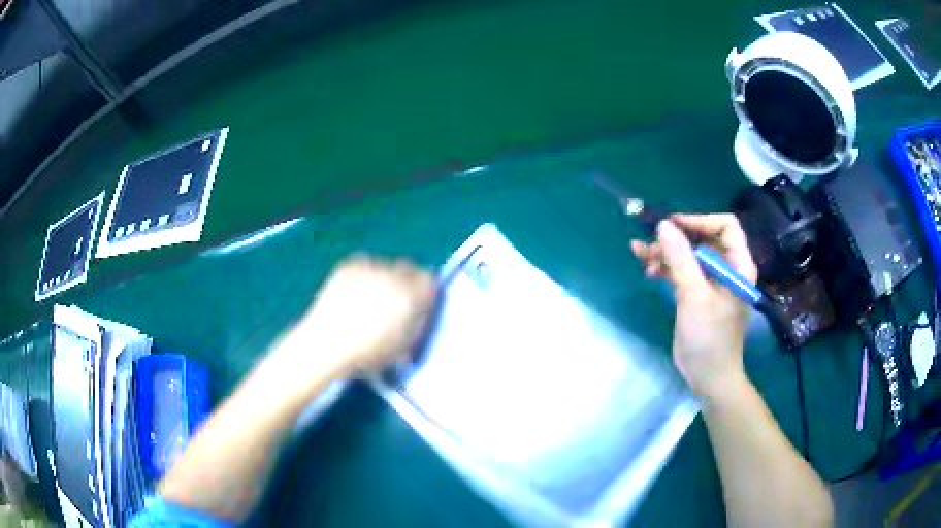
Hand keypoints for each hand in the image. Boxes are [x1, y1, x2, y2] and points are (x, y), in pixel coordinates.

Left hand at [294, 255, 436, 376]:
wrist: (325, 344)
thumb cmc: (367, 353)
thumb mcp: (403, 347)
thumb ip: (417, 324)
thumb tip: (421, 310)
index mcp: (410, 297)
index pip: (430, 281)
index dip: (425, 293)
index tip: (418, 303)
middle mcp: (393, 277)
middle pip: (410, 268)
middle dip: (406, 282)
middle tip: (395, 301)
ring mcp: (369, 268)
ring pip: (386, 265)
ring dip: (385, 277)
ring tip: (370, 297)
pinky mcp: (349, 266)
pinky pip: (365, 264)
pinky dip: (364, 275)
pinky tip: (354, 292)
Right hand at [631, 214, 756, 397]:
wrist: (708, 376)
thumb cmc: (709, 337)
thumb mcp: (695, 296)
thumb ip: (680, 259)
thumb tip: (663, 225)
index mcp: (738, 265)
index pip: (726, 226)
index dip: (699, 220)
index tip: (673, 225)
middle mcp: (727, 268)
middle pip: (702, 238)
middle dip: (676, 237)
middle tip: (650, 241)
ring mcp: (711, 281)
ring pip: (688, 254)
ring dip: (665, 252)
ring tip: (640, 253)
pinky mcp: (697, 294)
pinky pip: (682, 271)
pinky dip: (666, 268)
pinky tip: (648, 269)